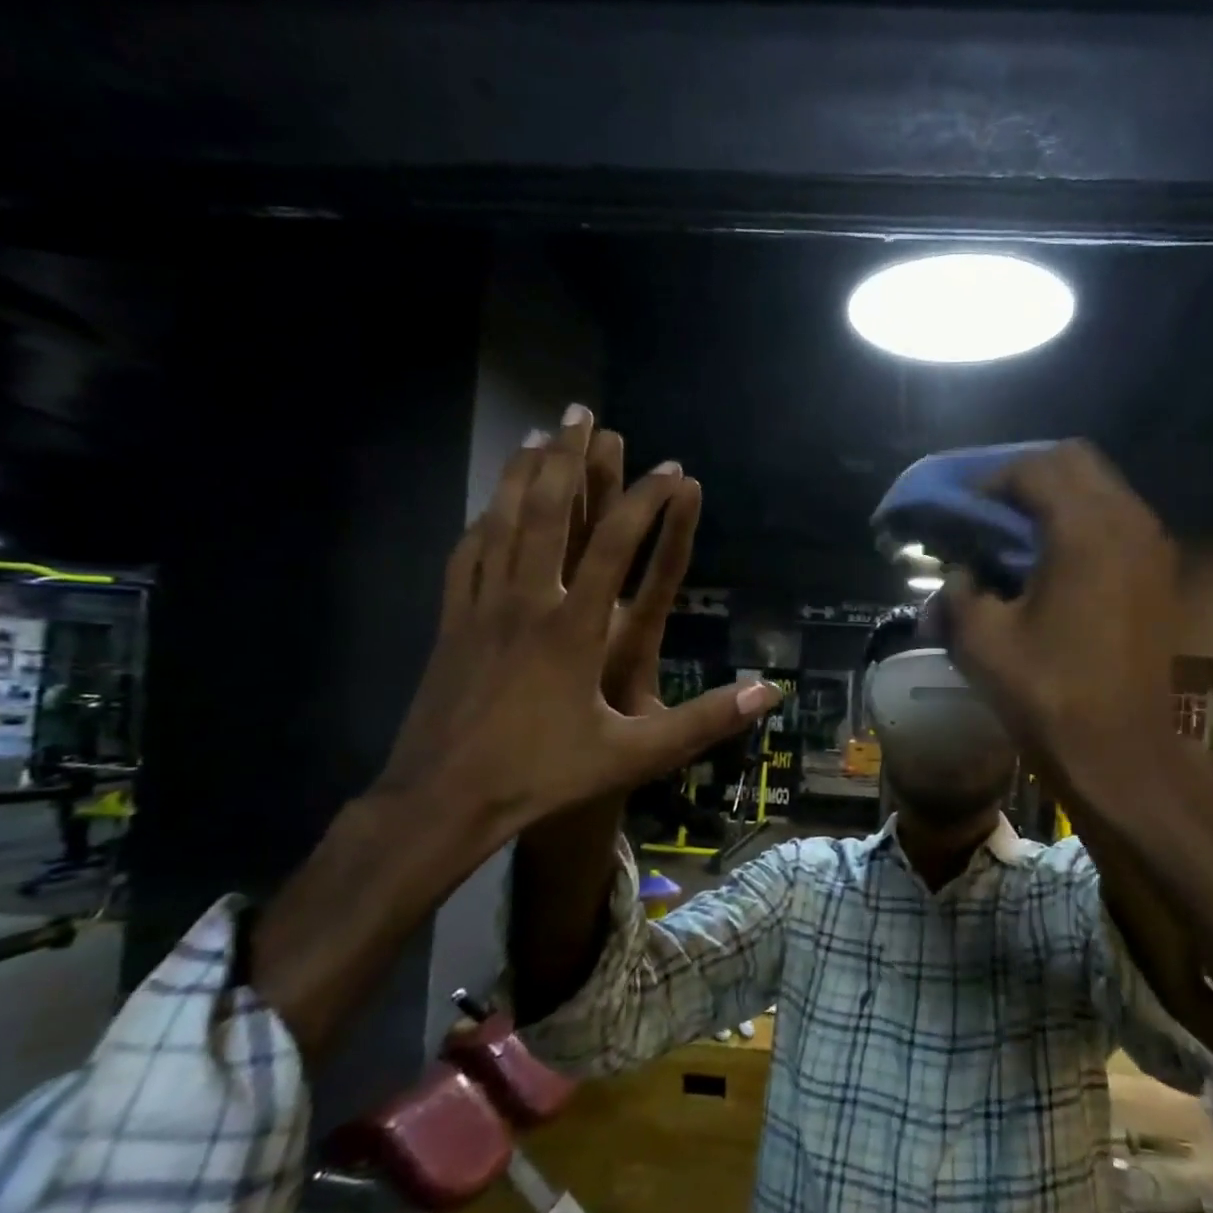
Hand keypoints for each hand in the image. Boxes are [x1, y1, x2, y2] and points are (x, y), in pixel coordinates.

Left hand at [377, 407, 780, 840]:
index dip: (646, 500)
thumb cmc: (542, 776)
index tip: (672, 470)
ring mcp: (480, 608)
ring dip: (521, 472)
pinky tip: (490, 506)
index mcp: (573, 628)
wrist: (442, 800)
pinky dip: (484, 519)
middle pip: (547, 511)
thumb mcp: (635, 755)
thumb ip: (704, 721)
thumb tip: (769, 693)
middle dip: (569, 457)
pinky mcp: (450, 622)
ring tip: (536, 433)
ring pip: (500, 521)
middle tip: (583, 412)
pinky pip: (467, 554)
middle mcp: (526, 602)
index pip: (616, 545)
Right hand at [941, 441, 1181, 796]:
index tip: (961, 511)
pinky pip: (1118, 520)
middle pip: (1075, 461)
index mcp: (1084, 530)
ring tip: (1016, 532)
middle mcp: (1128, 522)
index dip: (989, 481)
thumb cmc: (1047, 693)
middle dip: (1026, 475)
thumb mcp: (981, 640)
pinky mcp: (1159, 573)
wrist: (1119, 750)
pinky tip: (1052, 559)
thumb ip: (961, 588)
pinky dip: (1082, 521)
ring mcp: (1152, 546)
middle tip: (989, 510)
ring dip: (1056, 496)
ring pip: (1102, 487)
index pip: (1032, 469)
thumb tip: (963, 571)